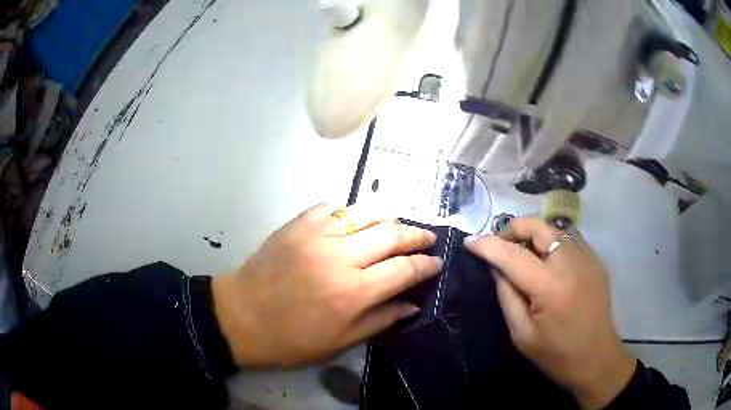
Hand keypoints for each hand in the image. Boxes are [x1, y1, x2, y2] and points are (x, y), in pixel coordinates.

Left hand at [211, 203, 440, 367]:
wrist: (241, 317)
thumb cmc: (291, 339)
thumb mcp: (340, 342)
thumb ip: (380, 320)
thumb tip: (412, 304)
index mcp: (354, 292)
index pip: (404, 270)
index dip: (426, 265)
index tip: (437, 262)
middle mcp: (340, 258)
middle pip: (391, 235)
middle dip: (416, 236)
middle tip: (427, 239)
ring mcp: (316, 236)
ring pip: (365, 213)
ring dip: (388, 218)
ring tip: (398, 226)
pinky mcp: (296, 225)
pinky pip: (331, 207)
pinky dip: (349, 211)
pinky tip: (354, 220)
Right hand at [465, 217, 635, 409]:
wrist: (597, 359)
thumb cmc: (557, 355)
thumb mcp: (522, 334)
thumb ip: (507, 296)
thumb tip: (496, 267)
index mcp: (551, 287)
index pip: (513, 255)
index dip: (488, 245)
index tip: (469, 241)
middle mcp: (572, 262)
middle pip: (538, 226)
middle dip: (514, 230)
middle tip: (501, 249)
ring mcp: (588, 258)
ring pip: (554, 229)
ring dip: (533, 236)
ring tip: (524, 257)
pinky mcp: (596, 260)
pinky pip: (569, 239)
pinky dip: (552, 243)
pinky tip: (548, 264)